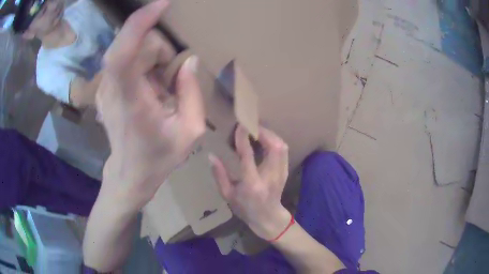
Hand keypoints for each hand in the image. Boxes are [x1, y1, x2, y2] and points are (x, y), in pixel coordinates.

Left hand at [96, 0, 204, 210]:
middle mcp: (111, 90)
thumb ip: (192, 93)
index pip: (123, 53)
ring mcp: (104, 88)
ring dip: (152, 58)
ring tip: (162, 86)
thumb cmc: (158, 158)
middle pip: (134, 44)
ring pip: (130, 49)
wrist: (129, 173)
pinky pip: (125, 58)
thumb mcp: (189, 132)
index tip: (161, 5)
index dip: (139, 23)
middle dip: (159, 50)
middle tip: (172, 78)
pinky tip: (151, 86)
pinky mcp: (104, 87)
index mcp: (131, 102)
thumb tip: (189, 61)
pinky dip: (143, 63)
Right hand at [210, 125, 290, 239]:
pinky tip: (265, 140)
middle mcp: (270, 176)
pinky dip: (275, 140)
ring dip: (270, 135)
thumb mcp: (227, 195)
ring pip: (282, 146)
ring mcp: (281, 173)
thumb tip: (212, 156)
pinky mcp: (285, 171)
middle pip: (274, 147)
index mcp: (252, 183)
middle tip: (251, 126)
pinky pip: (283, 150)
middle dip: (263, 132)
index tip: (240, 126)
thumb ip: (219, 175)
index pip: (248, 156)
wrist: (268, 218)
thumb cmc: (245, 208)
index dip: (244, 138)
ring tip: (258, 131)